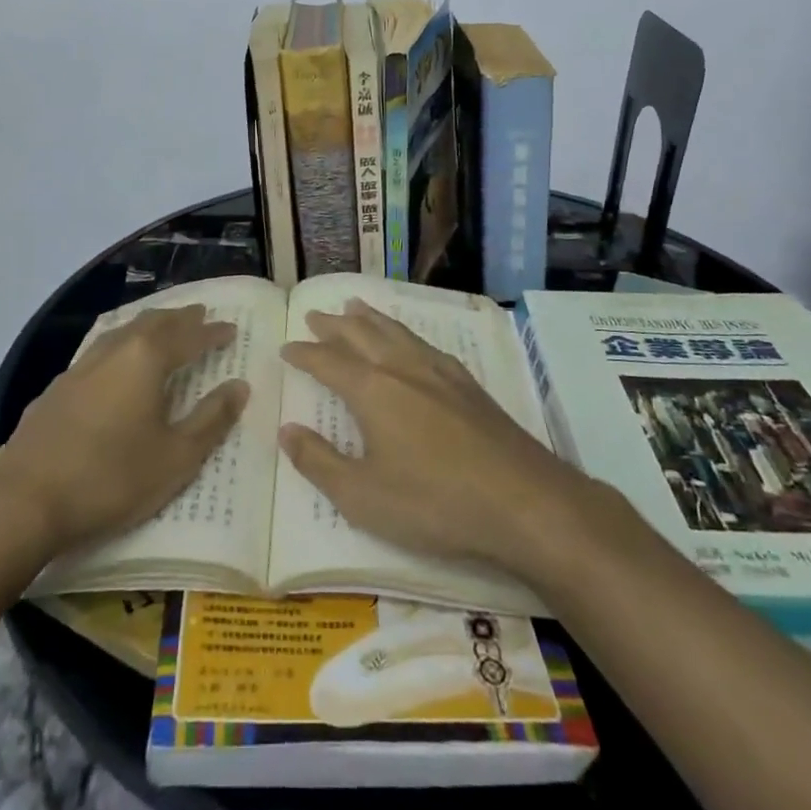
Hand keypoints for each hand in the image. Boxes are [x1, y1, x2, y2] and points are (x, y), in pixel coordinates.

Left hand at [0, 305, 248, 556]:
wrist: (24, 502)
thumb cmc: (111, 478)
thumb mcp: (176, 457)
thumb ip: (211, 419)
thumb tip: (239, 386)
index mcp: (146, 360)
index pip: (189, 336)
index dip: (212, 332)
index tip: (231, 329)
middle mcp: (113, 351)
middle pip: (152, 323)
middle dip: (179, 318)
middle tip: (199, 315)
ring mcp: (79, 368)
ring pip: (122, 332)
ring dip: (148, 327)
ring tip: (162, 329)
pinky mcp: (56, 389)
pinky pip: (99, 351)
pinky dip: (121, 346)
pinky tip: (116, 364)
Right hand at [278, 300, 609, 584]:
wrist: (524, 501)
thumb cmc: (434, 503)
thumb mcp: (362, 496)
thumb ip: (319, 461)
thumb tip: (287, 430)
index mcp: (373, 390)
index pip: (328, 361)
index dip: (305, 353)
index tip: (287, 348)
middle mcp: (403, 368)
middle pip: (361, 334)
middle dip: (334, 325)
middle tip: (315, 314)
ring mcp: (440, 372)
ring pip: (396, 331)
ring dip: (370, 318)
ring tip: (355, 306)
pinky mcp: (469, 385)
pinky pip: (425, 343)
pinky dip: (405, 333)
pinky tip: (410, 342)